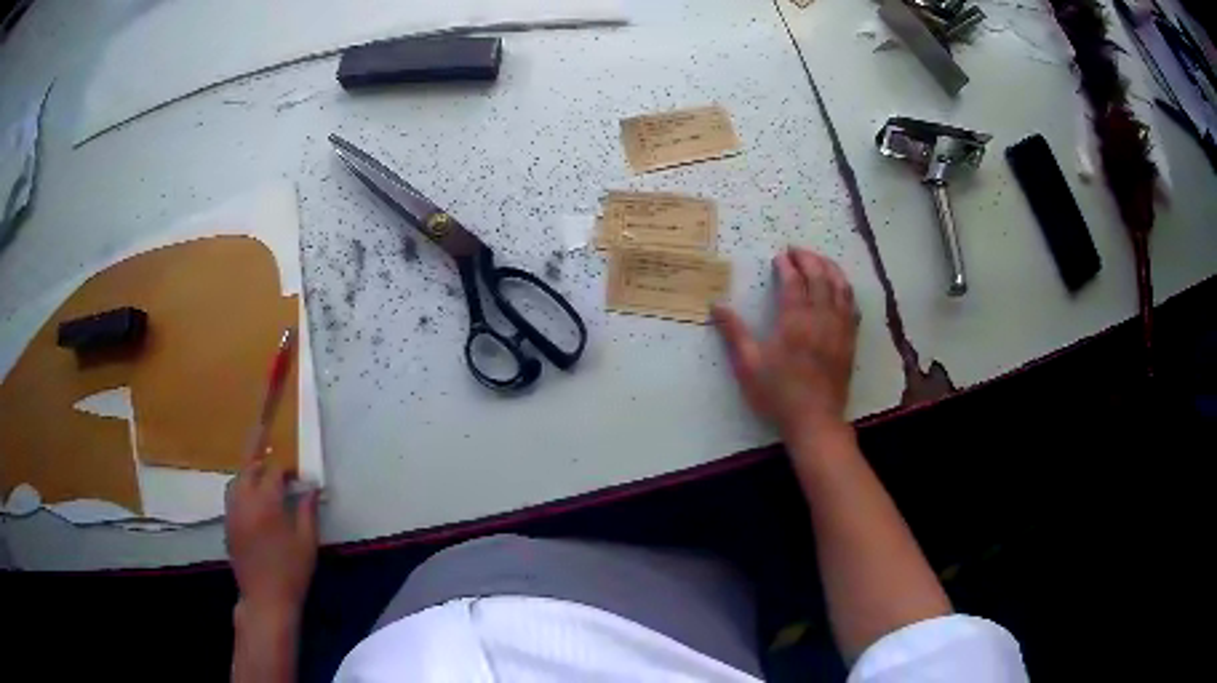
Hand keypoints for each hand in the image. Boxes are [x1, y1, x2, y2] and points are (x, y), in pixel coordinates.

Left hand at [225, 449, 318, 623]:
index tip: (300, 477)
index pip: (274, 470)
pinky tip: (254, 500)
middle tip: (276, 461)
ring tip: (263, 475)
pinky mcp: (228, 524)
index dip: (288, 469)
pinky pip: (232, 495)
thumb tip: (311, 488)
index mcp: (266, 503)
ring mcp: (232, 512)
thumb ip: (307, 511)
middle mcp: (245, 501)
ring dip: (249, 472)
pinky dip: (242, 488)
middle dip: (263, 459)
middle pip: (249, 467)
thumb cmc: (291, 573)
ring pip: (237, 479)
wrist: (265, 600)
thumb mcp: (307, 543)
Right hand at [713, 247, 858, 438]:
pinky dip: (846, 290)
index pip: (793, 282)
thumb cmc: (778, 394)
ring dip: (830, 268)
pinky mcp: (849, 340)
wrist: (814, 421)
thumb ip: (733, 333)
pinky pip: (852, 306)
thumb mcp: (748, 365)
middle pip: (819, 277)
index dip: (787, 265)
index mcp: (794, 321)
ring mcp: (839, 328)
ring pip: (840, 287)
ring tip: (819, 260)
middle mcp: (821, 318)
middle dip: (808, 259)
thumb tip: (716, 305)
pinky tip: (841, 288)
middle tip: (796, 251)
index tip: (778, 257)